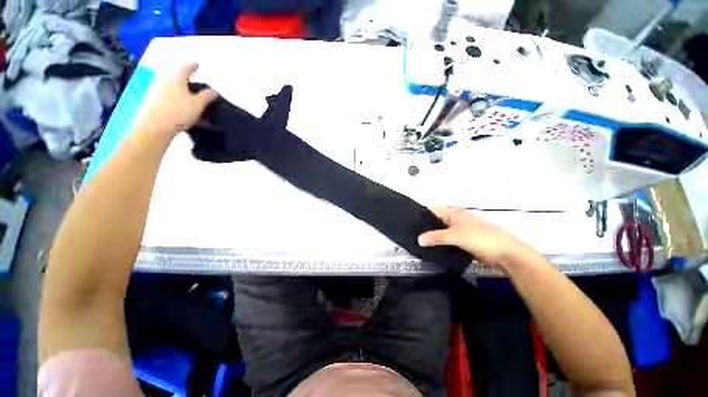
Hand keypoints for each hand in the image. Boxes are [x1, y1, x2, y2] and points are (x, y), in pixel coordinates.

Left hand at [135, 63, 217, 136]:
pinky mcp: (151, 100)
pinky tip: (177, 103)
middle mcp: (164, 80)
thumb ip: (206, 96)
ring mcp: (156, 90)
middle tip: (193, 80)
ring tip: (187, 94)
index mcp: (176, 78)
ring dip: (179, 87)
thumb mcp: (198, 104)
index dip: (193, 66)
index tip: (197, 64)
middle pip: (176, 76)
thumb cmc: (179, 112)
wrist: (154, 126)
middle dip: (185, 77)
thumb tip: (213, 91)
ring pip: (170, 85)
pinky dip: (173, 95)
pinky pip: (166, 93)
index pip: (186, 68)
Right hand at [418, 207, 531, 265]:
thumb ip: (436, 237)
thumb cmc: (479, 237)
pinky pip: (448, 241)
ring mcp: (459, 230)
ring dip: (434, 239)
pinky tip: (433, 251)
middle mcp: (455, 219)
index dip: (423, 218)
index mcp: (453, 212)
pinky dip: (442, 245)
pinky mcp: (463, 241)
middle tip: (414, 238)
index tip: (413, 228)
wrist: (504, 252)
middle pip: (436, 223)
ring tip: (421, 246)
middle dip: (427, 230)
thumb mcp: (455, 236)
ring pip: (442, 233)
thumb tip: (418, 240)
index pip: (433, 212)